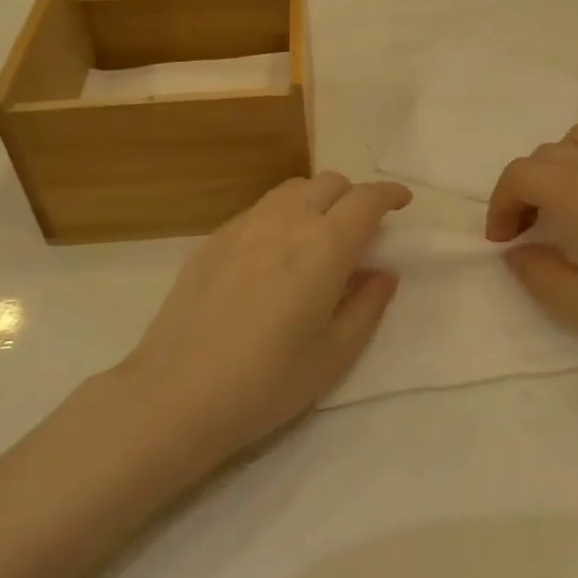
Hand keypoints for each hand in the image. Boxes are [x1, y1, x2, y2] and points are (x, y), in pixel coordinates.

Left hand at [124, 172, 411, 460]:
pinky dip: (283, 215)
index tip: (401, 202)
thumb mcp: (334, 355)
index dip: (389, 194)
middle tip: (361, 230)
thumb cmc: (266, 383)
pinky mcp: (214, 238)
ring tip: (318, 236)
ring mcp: (245, 225)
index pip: (366, 199)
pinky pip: (261, 208)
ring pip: (293, 189)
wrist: (176, 395)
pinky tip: (275, 254)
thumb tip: (384, 272)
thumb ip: (367, 306)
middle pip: (330, 183)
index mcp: (324, 247)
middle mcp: (286, 221)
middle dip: (354, 196)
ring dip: (318, 199)